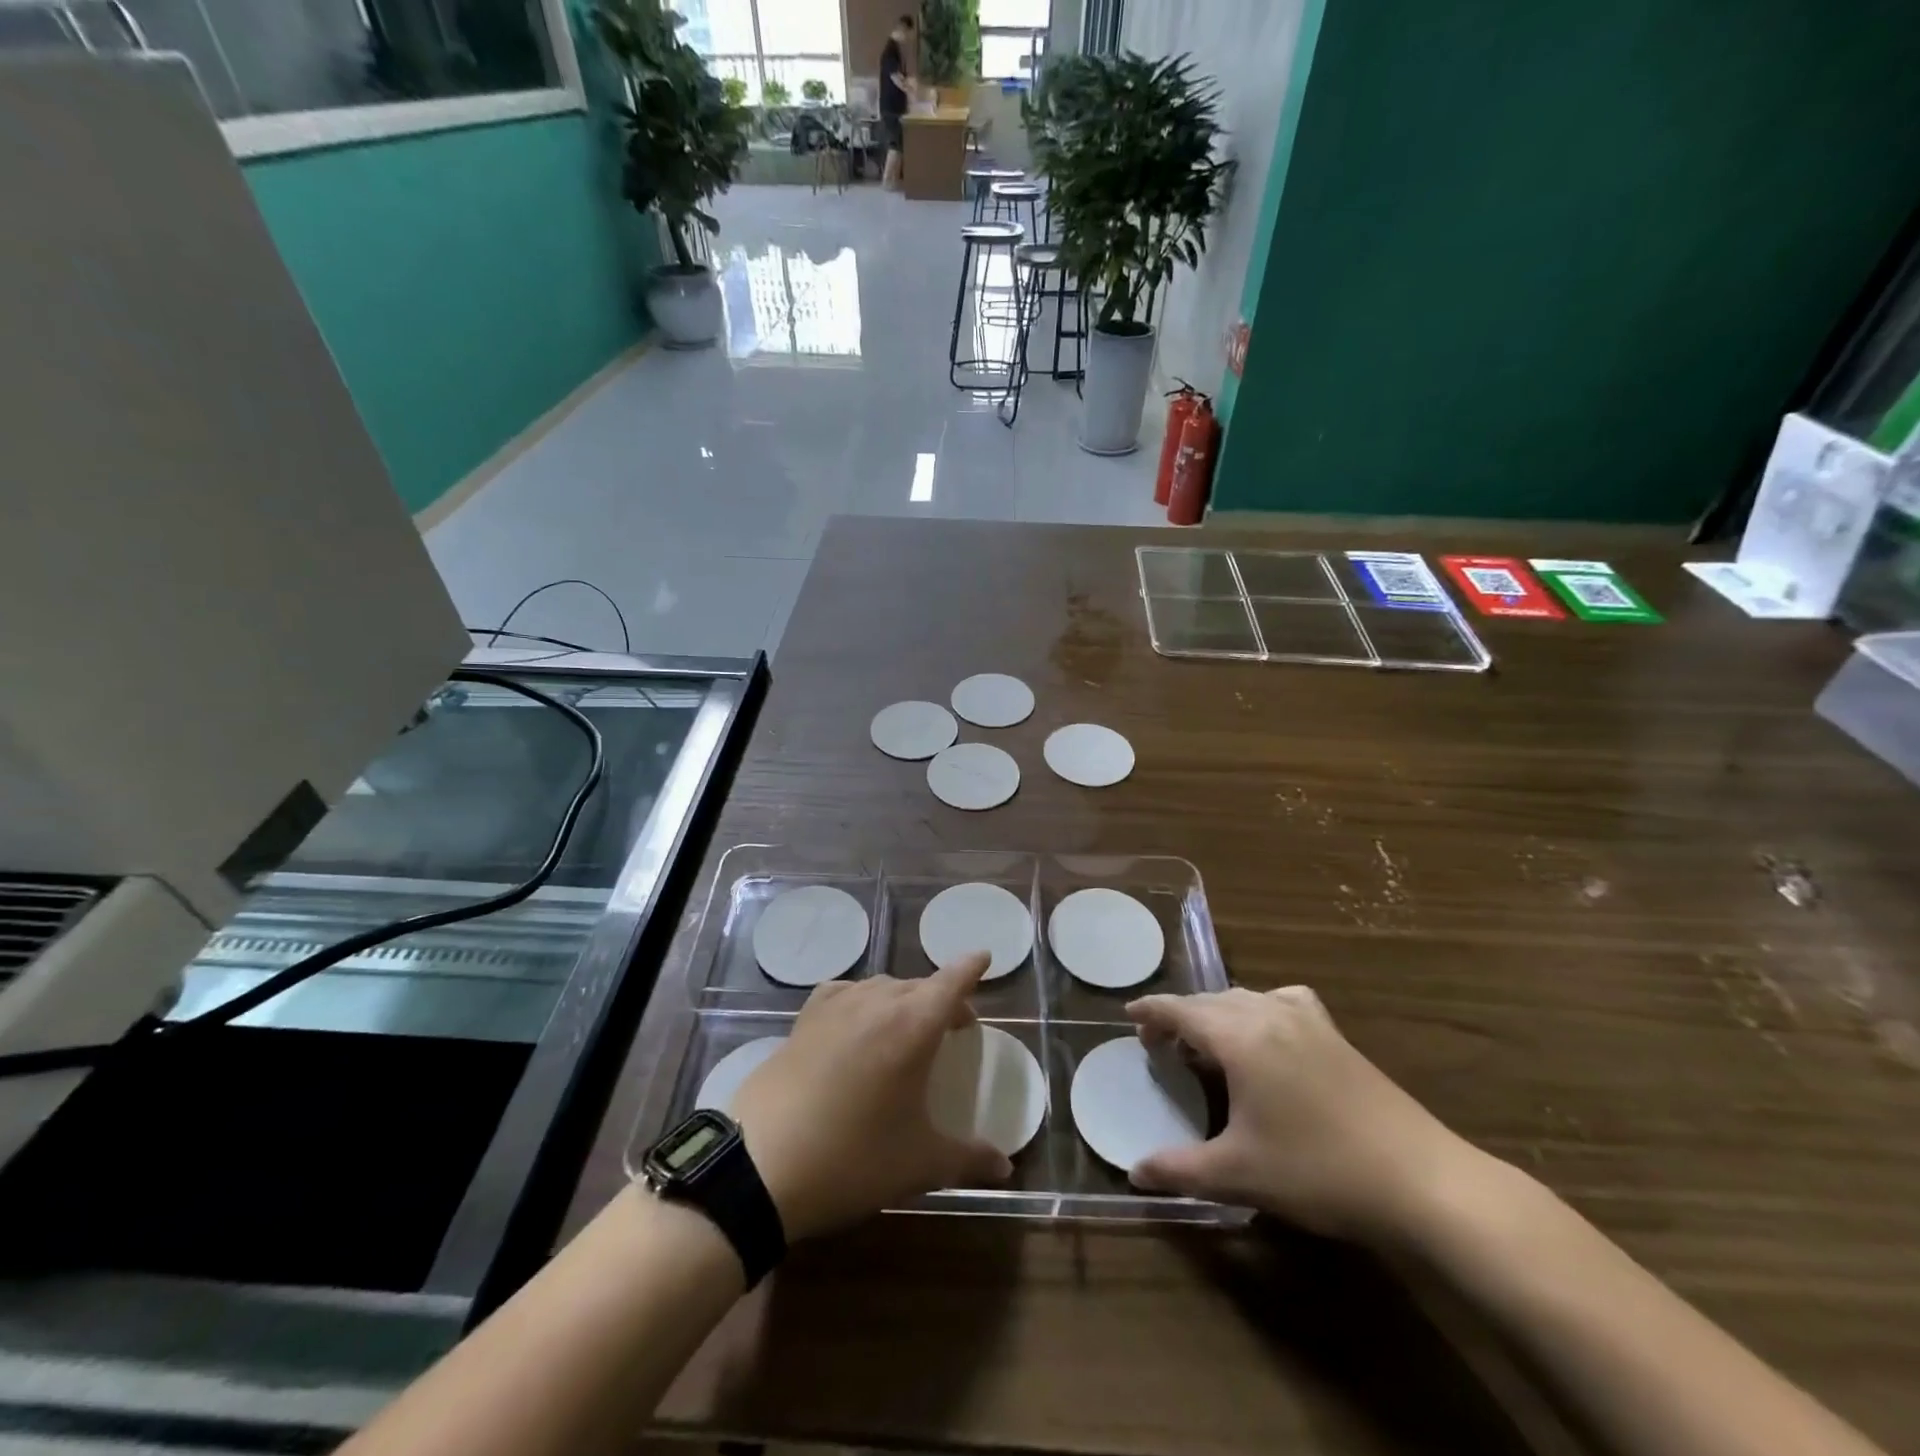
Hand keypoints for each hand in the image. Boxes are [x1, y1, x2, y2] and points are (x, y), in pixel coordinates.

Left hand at [731, 954, 1012, 1240]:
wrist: (761, 1164)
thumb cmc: (853, 1158)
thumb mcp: (918, 1164)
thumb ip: (968, 1159)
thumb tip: (1005, 1168)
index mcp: (914, 1025)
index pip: (952, 981)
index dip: (971, 967)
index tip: (984, 956)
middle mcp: (878, 1002)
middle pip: (919, 985)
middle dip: (942, 997)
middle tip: (954, 1024)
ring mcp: (836, 1006)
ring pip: (882, 987)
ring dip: (903, 1000)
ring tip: (907, 1027)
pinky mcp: (804, 1019)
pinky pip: (843, 993)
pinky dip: (860, 999)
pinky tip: (856, 1021)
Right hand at [1126, 986, 1483, 1244]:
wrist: (1420, 1179)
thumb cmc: (1318, 1171)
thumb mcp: (1239, 1175)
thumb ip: (1179, 1169)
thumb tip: (1133, 1173)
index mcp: (1239, 1037)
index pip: (1181, 1010)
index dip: (1151, 1011)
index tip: (1128, 1016)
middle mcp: (1268, 1014)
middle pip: (1210, 1001)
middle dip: (1180, 1016)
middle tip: (1160, 1044)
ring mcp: (1307, 1020)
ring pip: (1245, 999)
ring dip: (1216, 1013)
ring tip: (1205, 1043)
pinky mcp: (1334, 1034)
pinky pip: (1282, 1002)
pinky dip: (1260, 1009)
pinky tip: (1267, 1032)